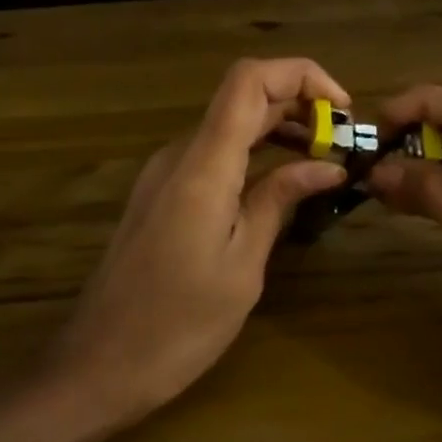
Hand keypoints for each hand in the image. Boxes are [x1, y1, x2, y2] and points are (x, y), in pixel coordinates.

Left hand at [49, 58, 349, 425]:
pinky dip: (253, 154)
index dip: (302, 76)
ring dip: (278, 130)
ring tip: (323, 161)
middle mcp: (178, 154)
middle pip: (243, 98)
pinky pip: (212, 154)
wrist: (98, 366)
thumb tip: (327, 165)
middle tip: (344, 144)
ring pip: (228, 125)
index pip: (250, 80)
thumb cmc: (178, 326)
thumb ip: (279, 200)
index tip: (343, 110)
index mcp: (203, 165)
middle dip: (299, 106)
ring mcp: (164, 173)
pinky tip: (280, 184)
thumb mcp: (242, 265)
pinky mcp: (159, 194)